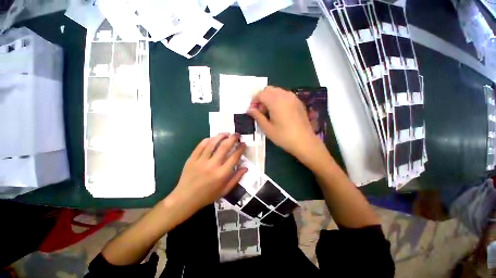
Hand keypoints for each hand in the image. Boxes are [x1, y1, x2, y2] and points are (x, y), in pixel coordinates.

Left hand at [170, 133, 246, 215]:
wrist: (185, 199)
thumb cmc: (207, 196)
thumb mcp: (225, 190)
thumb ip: (236, 178)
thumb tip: (245, 167)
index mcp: (222, 174)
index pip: (234, 157)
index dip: (240, 148)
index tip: (243, 143)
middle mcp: (212, 165)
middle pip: (224, 147)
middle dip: (232, 138)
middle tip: (236, 135)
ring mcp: (201, 161)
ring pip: (212, 144)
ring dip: (220, 136)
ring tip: (226, 133)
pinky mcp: (191, 159)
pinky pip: (200, 146)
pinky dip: (207, 140)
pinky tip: (212, 138)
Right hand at [248, 86, 321, 160]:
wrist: (304, 141)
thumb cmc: (283, 136)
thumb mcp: (267, 128)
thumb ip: (257, 116)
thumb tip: (250, 110)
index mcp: (275, 101)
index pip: (260, 94)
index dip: (254, 101)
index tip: (253, 111)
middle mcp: (284, 95)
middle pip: (269, 89)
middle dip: (262, 98)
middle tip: (260, 111)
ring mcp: (293, 97)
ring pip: (277, 91)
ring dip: (270, 98)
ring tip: (269, 112)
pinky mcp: (298, 102)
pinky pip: (285, 95)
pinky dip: (278, 99)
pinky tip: (279, 111)